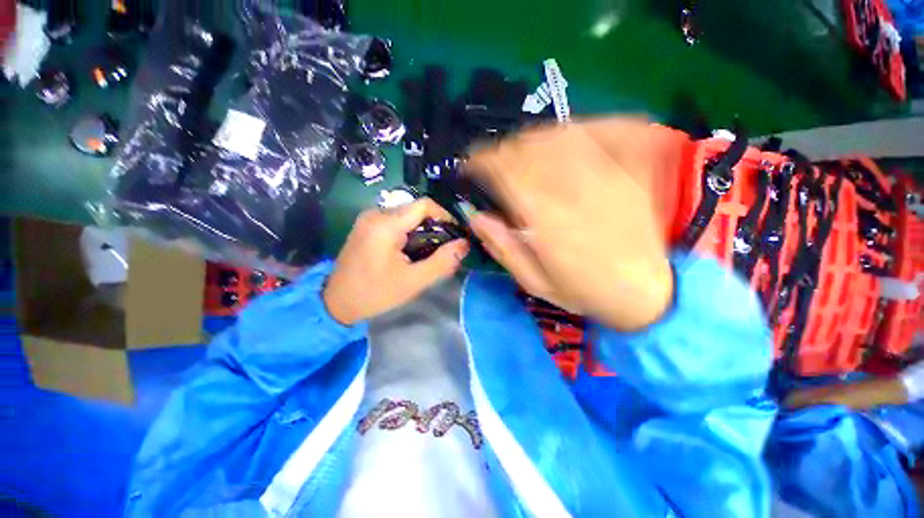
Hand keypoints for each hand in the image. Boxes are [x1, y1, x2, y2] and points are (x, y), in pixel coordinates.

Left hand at [323, 198, 469, 325]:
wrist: (335, 303)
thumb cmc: (374, 294)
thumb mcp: (413, 282)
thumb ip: (442, 262)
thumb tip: (465, 244)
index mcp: (385, 224)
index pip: (424, 205)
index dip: (445, 215)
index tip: (456, 234)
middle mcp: (375, 214)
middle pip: (416, 210)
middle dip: (435, 227)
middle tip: (445, 248)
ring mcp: (369, 219)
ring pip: (407, 216)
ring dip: (423, 231)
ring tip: (430, 253)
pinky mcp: (367, 226)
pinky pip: (396, 222)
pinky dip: (410, 233)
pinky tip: (412, 251)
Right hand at [466, 117, 674, 330]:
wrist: (650, 290)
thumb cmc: (586, 291)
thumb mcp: (535, 283)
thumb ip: (503, 248)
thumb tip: (476, 216)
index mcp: (547, 220)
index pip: (507, 172)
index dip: (483, 162)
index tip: (471, 166)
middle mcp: (574, 189)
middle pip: (528, 149)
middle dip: (502, 151)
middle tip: (492, 164)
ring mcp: (605, 174)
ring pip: (556, 136)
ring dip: (528, 140)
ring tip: (518, 153)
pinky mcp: (627, 168)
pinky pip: (593, 133)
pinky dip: (566, 131)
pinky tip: (555, 141)